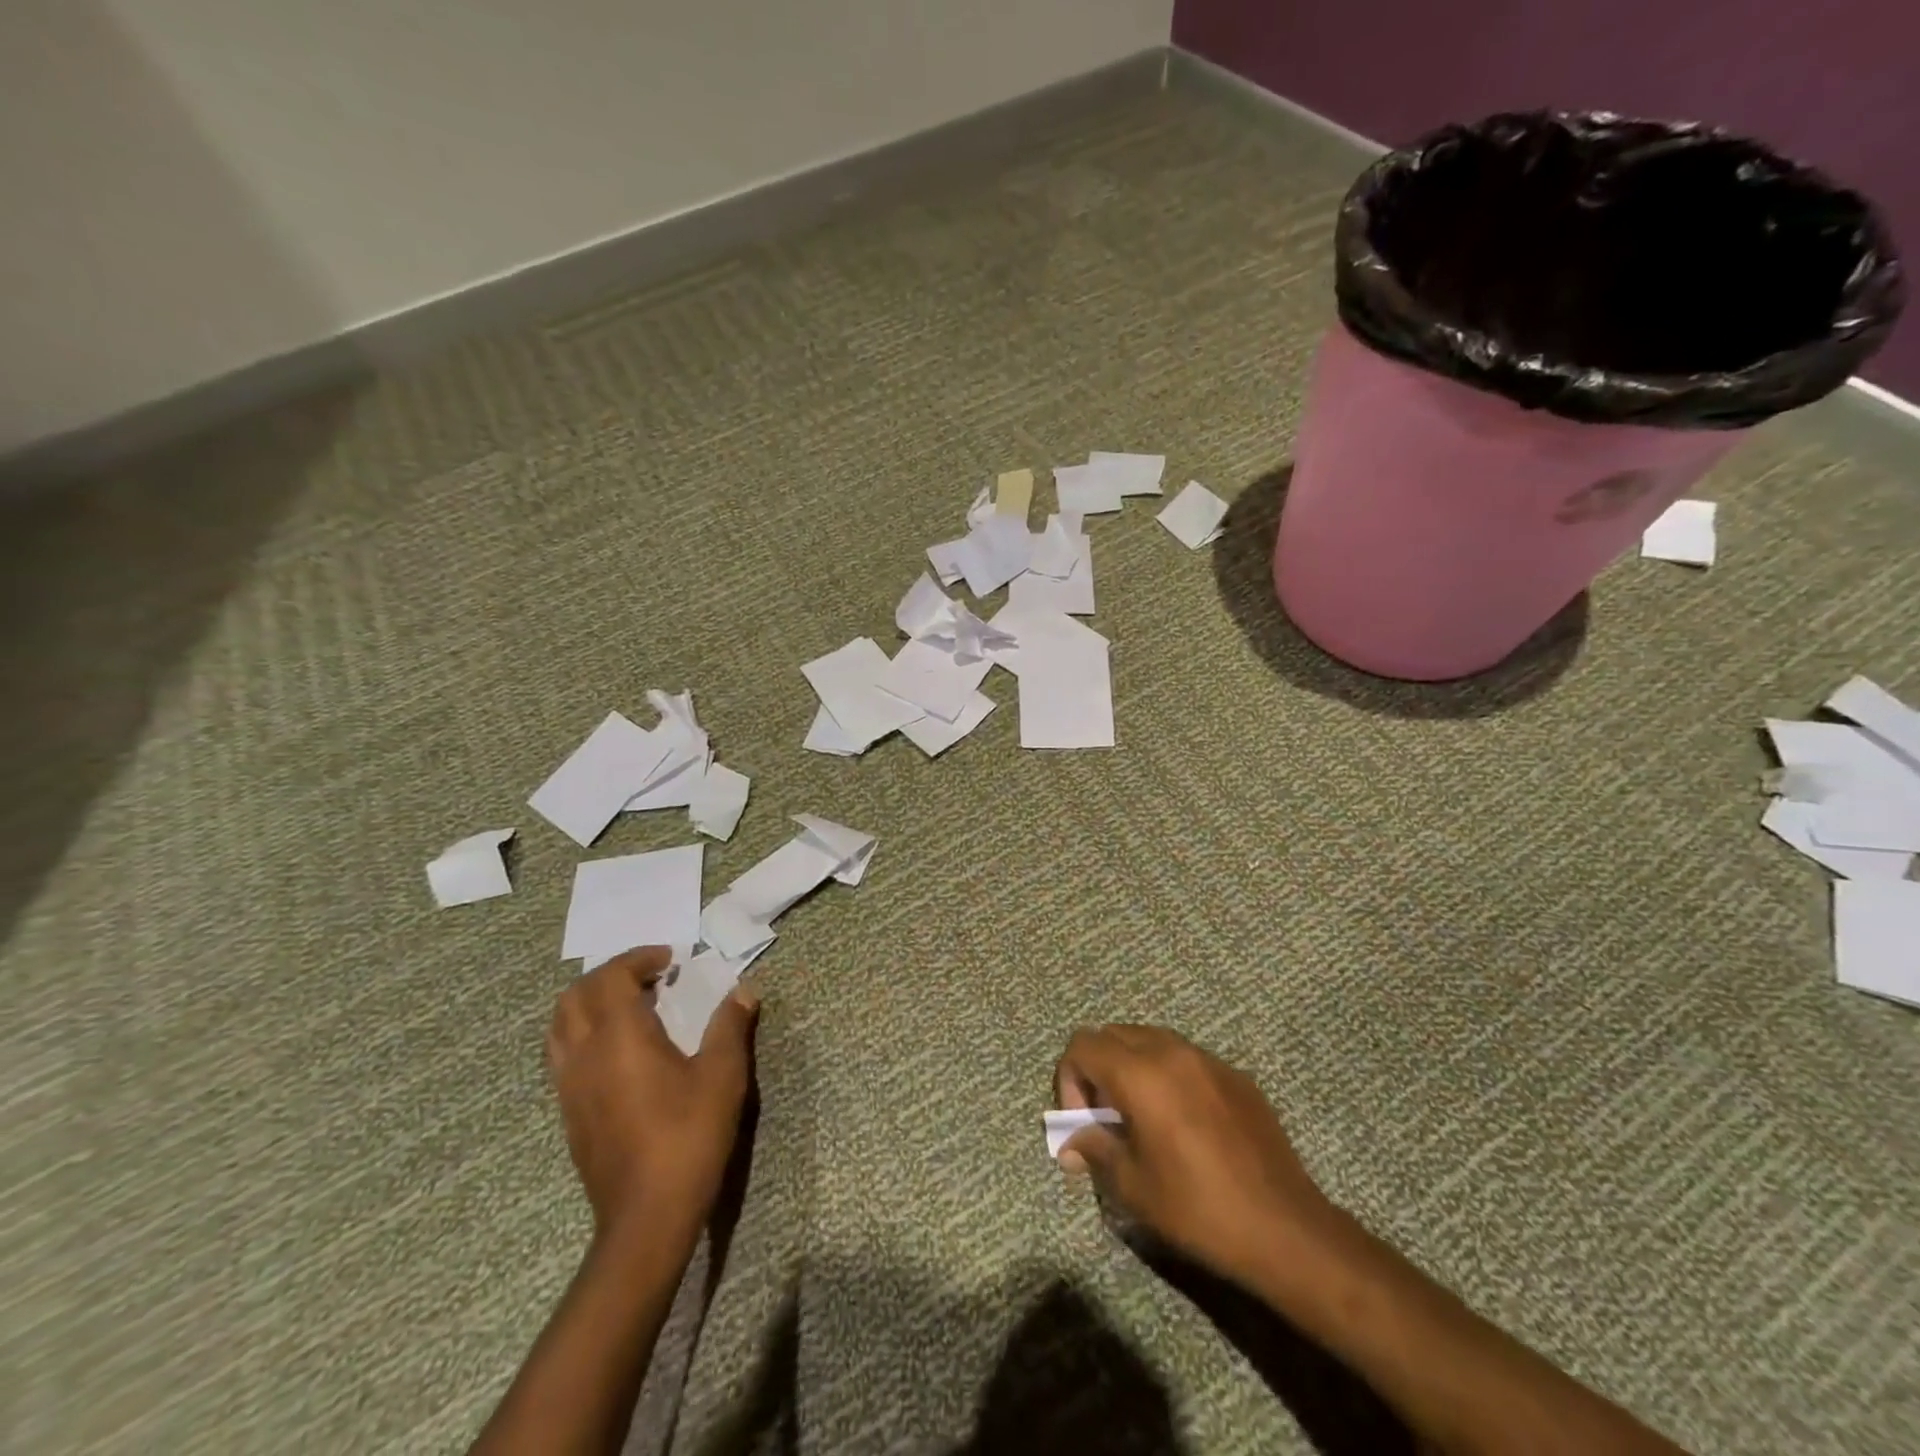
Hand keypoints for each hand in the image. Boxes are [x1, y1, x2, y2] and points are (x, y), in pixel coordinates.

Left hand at [546, 947, 757, 1247]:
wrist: (646, 1216)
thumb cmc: (688, 1136)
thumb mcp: (722, 1075)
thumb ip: (730, 1026)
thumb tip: (742, 991)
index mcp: (619, 1036)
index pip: (612, 977)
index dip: (638, 958)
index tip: (670, 958)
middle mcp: (584, 1054)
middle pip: (575, 996)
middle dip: (610, 975)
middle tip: (648, 976)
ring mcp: (569, 1085)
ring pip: (560, 1026)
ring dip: (590, 1002)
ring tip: (628, 1006)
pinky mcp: (568, 1112)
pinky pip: (562, 1054)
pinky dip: (583, 1032)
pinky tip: (618, 1050)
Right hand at [1054, 1025, 1337, 1286]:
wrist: (1285, 1228)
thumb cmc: (1199, 1208)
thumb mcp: (1132, 1185)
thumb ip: (1094, 1147)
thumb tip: (1071, 1141)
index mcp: (1140, 1073)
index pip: (1083, 1045)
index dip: (1069, 1079)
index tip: (1082, 1122)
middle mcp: (1172, 1051)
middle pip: (1113, 1035)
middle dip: (1098, 1070)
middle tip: (1106, 1119)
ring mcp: (1209, 1059)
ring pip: (1151, 1040)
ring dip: (1132, 1068)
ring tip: (1142, 1118)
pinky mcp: (1236, 1076)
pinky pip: (1187, 1059)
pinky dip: (1168, 1076)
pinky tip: (1184, 1124)